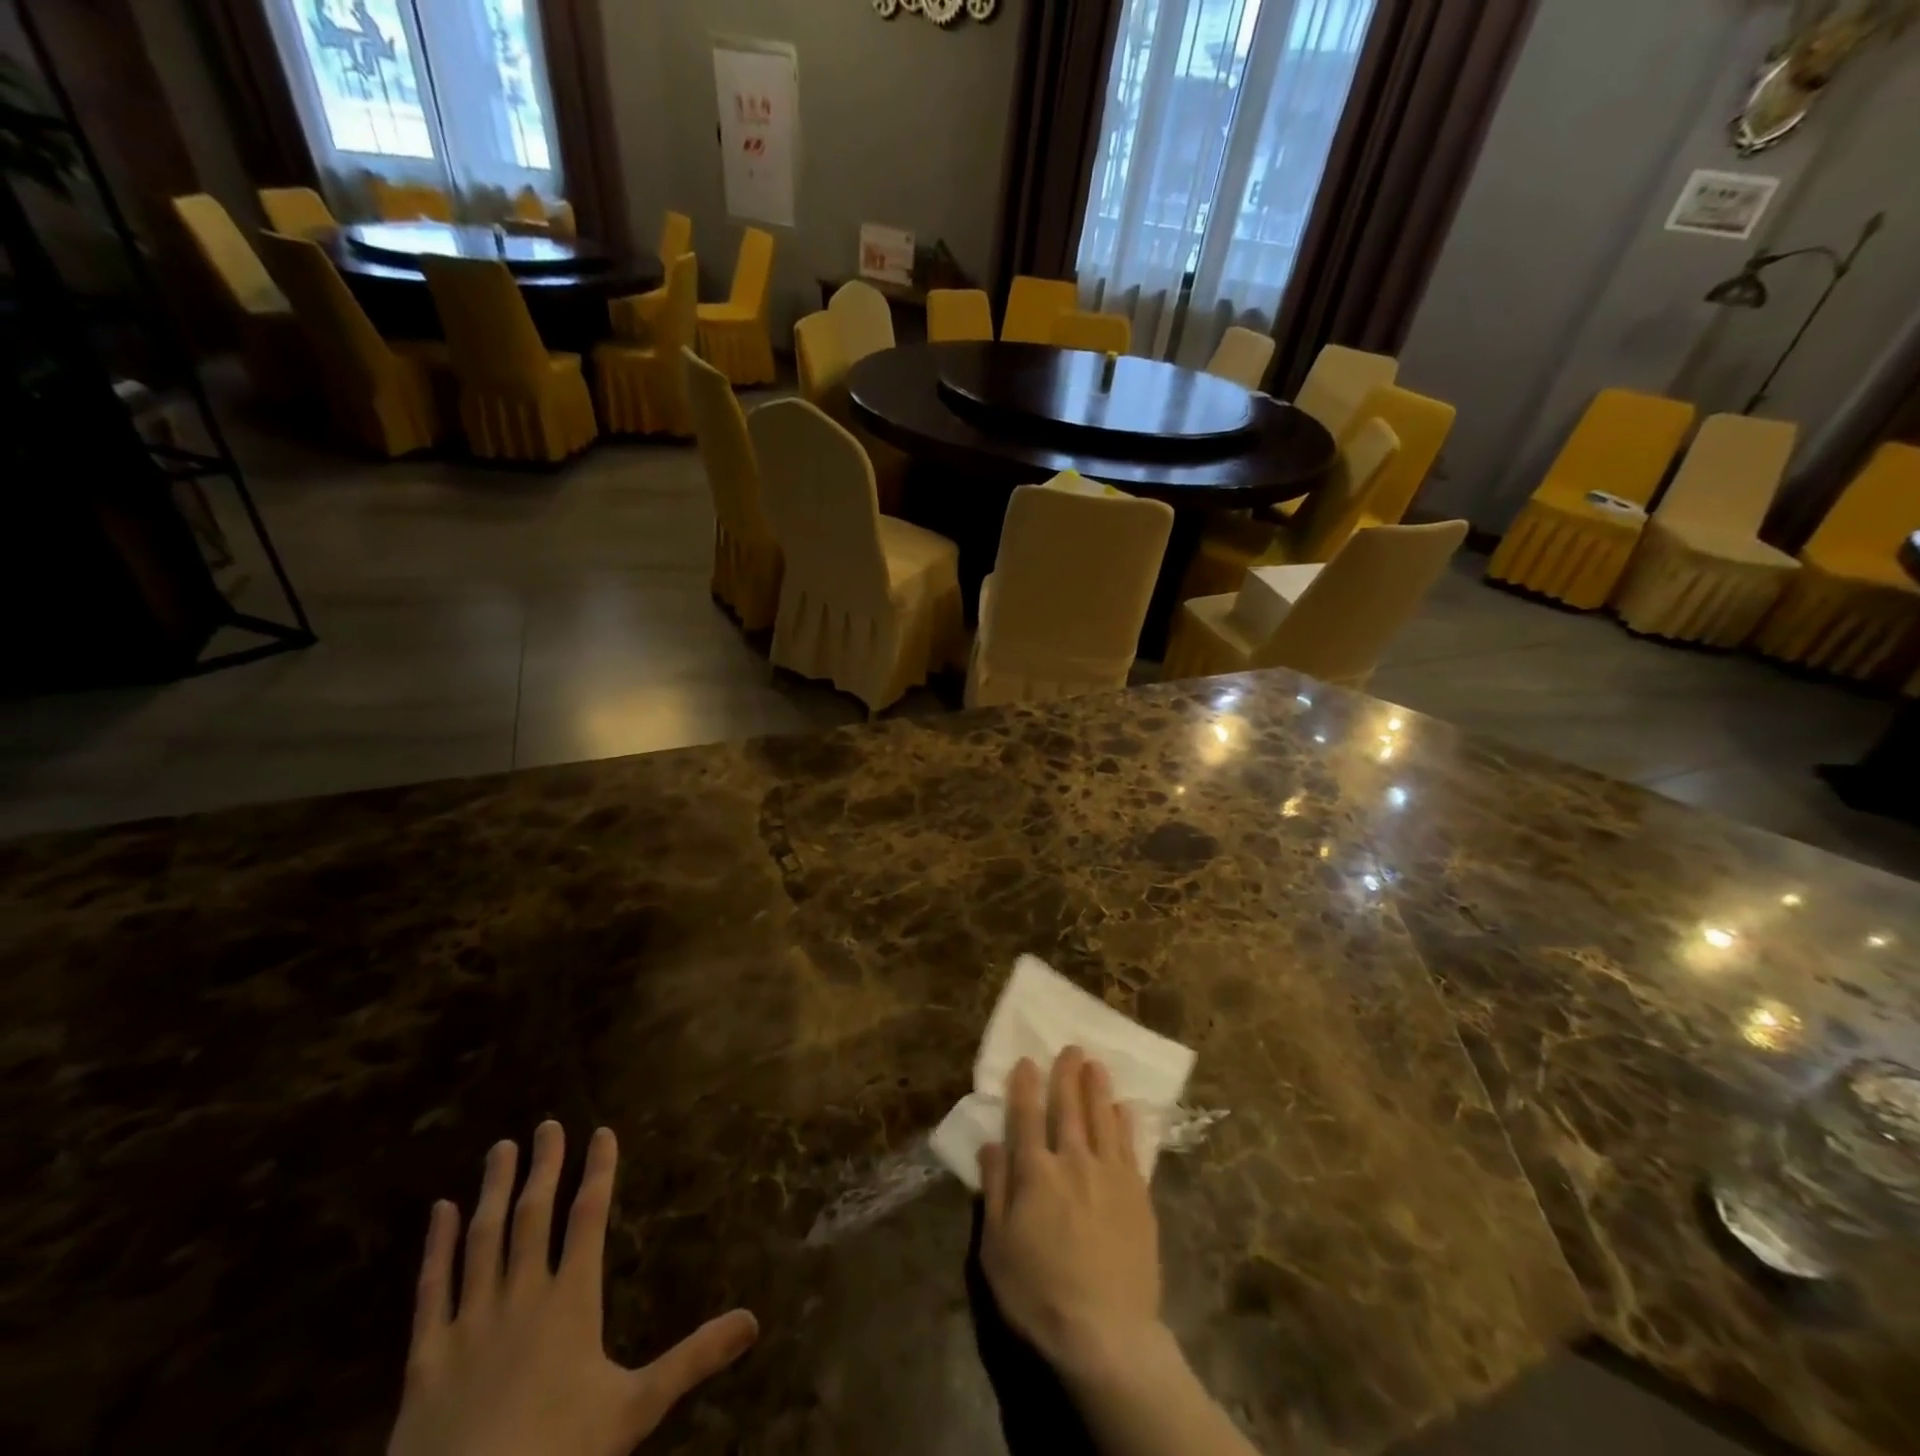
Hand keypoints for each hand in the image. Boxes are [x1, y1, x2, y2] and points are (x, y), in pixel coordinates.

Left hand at [388, 1122, 757, 1455]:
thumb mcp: (636, 1409)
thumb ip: (693, 1358)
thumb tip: (753, 1320)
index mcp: (571, 1301)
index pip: (589, 1217)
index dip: (599, 1171)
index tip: (602, 1132)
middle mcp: (522, 1296)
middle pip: (534, 1214)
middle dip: (545, 1166)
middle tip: (547, 1124)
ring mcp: (470, 1322)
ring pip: (483, 1238)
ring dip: (494, 1189)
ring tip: (501, 1149)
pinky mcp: (426, 1356)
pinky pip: (431, 1288)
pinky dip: (436, 1246)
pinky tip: (440, 1211)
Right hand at [976, 1048, 1163, 1380]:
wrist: (1106, 1334)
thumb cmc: (1039, 1294)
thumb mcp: (996, 1248)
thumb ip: (995, 1190)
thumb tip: (991, 1144)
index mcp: (1035, 1173)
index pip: (1027, 1116)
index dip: (1025, 1086)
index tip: (1027, 1061)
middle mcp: (1073, 1161)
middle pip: (1069, 1108)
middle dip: (1067, 1075)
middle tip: (1071, 1049)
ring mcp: (1110, 1175)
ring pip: (1103, 1118)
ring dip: (1098, 1088)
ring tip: (1096, 1065)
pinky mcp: (1138, 1195)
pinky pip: (1131, 1147)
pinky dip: (1126, 1123)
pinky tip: (1125, 1109)